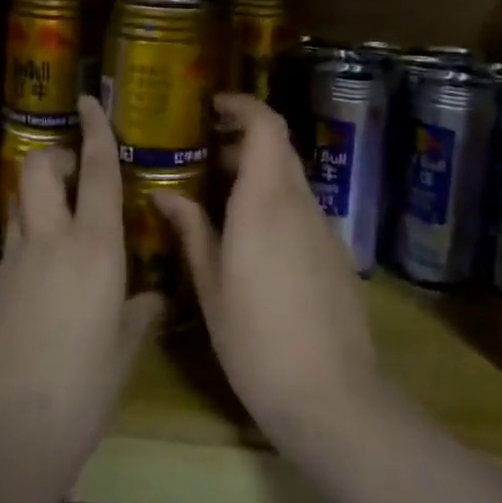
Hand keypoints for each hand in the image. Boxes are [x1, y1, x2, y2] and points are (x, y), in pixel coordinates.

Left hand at [0, 95, 161, 483]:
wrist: (6, 434)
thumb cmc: (82, 392)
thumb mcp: (124, 351)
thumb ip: (139, 313)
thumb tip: (149, 296)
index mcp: (96, 249)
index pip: (96, 172)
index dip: (95, 131)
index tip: (88, 100)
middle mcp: (52, 240)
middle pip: (39, 167)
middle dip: (55, 154)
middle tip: (77, 170)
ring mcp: (15, 259)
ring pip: (20, 196)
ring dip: (39, 186)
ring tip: (63, 207)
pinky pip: (14, 232)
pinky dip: (30, 223)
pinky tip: (49, 258)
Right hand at [155, 93, 379, 441]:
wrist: (333, 397)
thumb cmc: (257, 341)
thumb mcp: (211, 288)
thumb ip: (192, 232)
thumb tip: (165, 195)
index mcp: (265, 202)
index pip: (266, 126)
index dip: (243, 105)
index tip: (213, 106)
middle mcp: (299, 204)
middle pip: (279, 147)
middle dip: (245, 139)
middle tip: (207, 154)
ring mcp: (323, 228)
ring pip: (291, 178)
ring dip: (260, 172)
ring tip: (222, 197)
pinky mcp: (336, 253)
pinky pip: (302, 208)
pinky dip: (276, 201)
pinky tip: (253, 238)